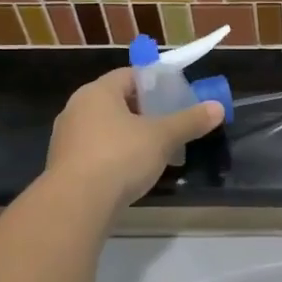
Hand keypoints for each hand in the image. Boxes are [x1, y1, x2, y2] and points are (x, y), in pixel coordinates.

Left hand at [46, 68, 224, 209]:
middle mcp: (77, 109)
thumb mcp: (162, 137)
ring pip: (105, 129)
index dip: (154, 84)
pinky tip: (131, 174)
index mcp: (97, 92)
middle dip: (145, 113)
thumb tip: (218, 108)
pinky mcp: (63, 166)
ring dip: (129, 137)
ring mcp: (66, 139)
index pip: (129, 76)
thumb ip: (189, 121)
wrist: (75, 205)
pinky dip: (114, 157)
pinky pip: (95, 152)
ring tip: (155, 152)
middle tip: (169, 125)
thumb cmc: (119, 157)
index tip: (175, 98)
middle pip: (117, 102)